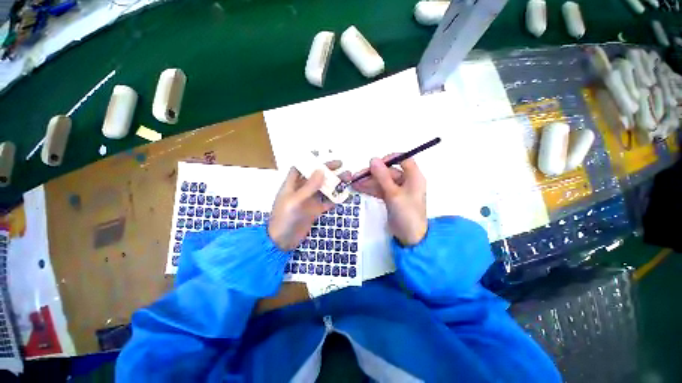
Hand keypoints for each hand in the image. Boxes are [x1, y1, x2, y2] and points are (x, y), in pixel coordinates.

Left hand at [268, 162, 339, 249]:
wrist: (282, 241)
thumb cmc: (284, 218)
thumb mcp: (295, 201)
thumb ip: (309, 186)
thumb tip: (321, 170)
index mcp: (292, 185)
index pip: (300, 167)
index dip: (309, 160)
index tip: (322, 154)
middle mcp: (301, 190)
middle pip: (316, 176)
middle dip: (328, 170)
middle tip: (342, 165)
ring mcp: (309, 201)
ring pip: (324, 188)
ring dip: (335, 183)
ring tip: (348, 178)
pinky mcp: (315, 210)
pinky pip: (327, 202)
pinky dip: (335, 198)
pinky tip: (345, 195)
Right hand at [351, 155, 426, 245]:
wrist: (409, 237)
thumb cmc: (406, 213)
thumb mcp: (393, 193)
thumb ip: (382, 176)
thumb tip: (373, 159)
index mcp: (414, 177)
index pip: (404, 160)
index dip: (390, 159)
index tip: (376, 163)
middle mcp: (406, 181)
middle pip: (389, 172)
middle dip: (373, 174)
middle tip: (357, 176)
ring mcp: (398, 190)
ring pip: (382, 181)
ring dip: (368, 182)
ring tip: (354, 183)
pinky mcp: (391, 198)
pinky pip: (380, 190)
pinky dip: (370, 189)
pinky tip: (358, 188)